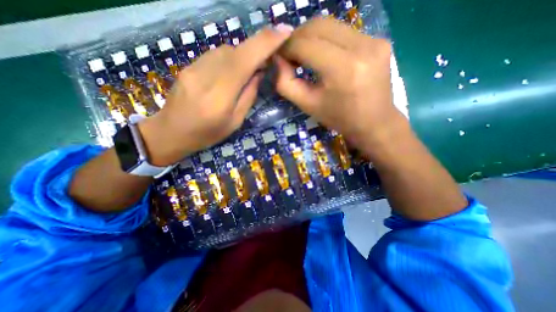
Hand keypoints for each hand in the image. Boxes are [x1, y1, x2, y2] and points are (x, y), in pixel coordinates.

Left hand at [142, 24, 291, 165]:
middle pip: (235, 51)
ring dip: (241, 58)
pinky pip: (214, 55)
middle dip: (255, 52)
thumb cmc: (207, 133)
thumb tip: (258, 73)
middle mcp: (205, 76)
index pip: (244, 61)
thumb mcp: (235, 122)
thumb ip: (248, 97)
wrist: (172, 132)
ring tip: (245, 74)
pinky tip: (228, 74)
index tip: (284, 31)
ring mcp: (193, 68)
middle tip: (265, 63)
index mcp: (220, 96)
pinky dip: (228, 60)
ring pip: (225, 51)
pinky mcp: (188, 65)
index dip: (265, 43)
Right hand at [275, 16, 406, 154]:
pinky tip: (324, 55)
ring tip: (304, 55)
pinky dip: (327, 40)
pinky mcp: (379, 40)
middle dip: (297, 38)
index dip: (287, 47)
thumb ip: (286, 84)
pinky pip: (344, 32)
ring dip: (311, 37)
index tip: (279, 57)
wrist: (374, 122)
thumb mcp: (308, 105)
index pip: (305, 44)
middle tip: (290, 55)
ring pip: (331, 25)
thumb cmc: (339, 118)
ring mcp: (374, 40)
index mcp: (342, 69)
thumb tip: (277, 60)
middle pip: (318, 26)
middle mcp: (361, 47)